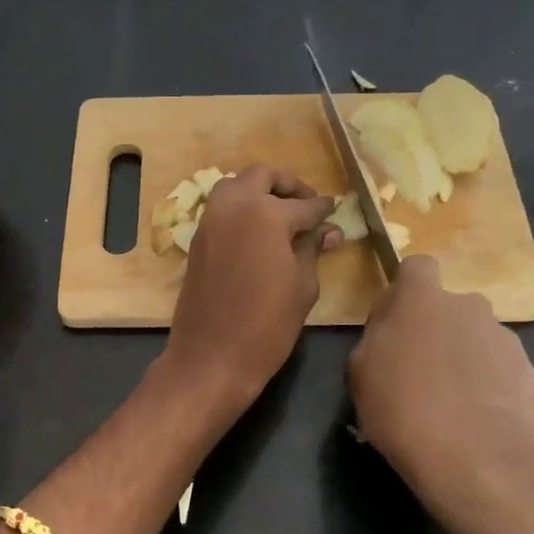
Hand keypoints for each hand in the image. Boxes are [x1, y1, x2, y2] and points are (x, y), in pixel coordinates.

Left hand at [163, 166, 337, 408]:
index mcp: (267, 214)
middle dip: (288, 185)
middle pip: (263, 177)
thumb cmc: (267, 325)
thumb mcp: (302, 286)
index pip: (304, 205)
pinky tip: (258, 231)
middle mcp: (235, 206)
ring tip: (281, 216)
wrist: (211, 356)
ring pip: (236, 185)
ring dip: (259, 191)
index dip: (323, 209)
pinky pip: (221, 208)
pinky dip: (240, 208)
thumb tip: (329, 231)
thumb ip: (312, 249)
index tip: (335, 211)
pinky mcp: (198, 238)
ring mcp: (211, 220)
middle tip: (306, 205)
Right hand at [347, 256, 533, 532]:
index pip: (417, 266)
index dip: (406, 290)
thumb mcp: (360, 372)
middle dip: (438, 329)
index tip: (395, 321)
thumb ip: (376, 337)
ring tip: (452, 405)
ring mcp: (505, 338)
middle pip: (450, 307)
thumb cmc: (403, 408)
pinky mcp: (530, 373)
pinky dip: (490, 388)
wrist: (477, 459)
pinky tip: (477, 421)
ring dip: (465, 359)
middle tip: (420, 371)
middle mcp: (469, 306)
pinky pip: (501, 371)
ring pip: (477, 339)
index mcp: (422, 298)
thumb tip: (391, 330)